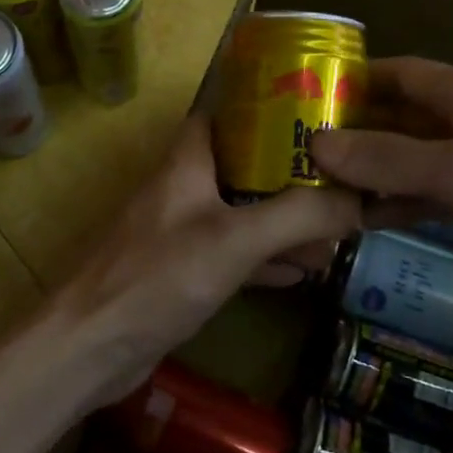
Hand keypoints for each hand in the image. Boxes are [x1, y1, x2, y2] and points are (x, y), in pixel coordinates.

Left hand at [47, 116, 361, 401]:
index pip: (227, 113)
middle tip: (344, 179)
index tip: (318, 112)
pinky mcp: (182, 274)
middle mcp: (184, 189)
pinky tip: (304, 271)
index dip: (270, 107)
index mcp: (188, 162)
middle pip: (244, 165)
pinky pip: (234, 255)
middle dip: (291, 173)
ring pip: (243, 213)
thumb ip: (298, 216)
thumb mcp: (235, 239)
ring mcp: (181, 233)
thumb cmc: (159, 277)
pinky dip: (267, 258)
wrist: (93, 346)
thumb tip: (360, 200)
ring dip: (285, 221)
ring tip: (338, 227)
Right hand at [311, 57, 452, 320]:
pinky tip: (360, 221)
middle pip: (396, 117)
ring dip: (368, 174)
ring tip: (314, 193)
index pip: (396, 73)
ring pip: (408, 161)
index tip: (298, 102)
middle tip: (294, 157)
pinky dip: (395, 204)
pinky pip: (428, 196)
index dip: (349, 82)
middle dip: (351, 134)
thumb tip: (317, 146)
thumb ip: (389, 158)